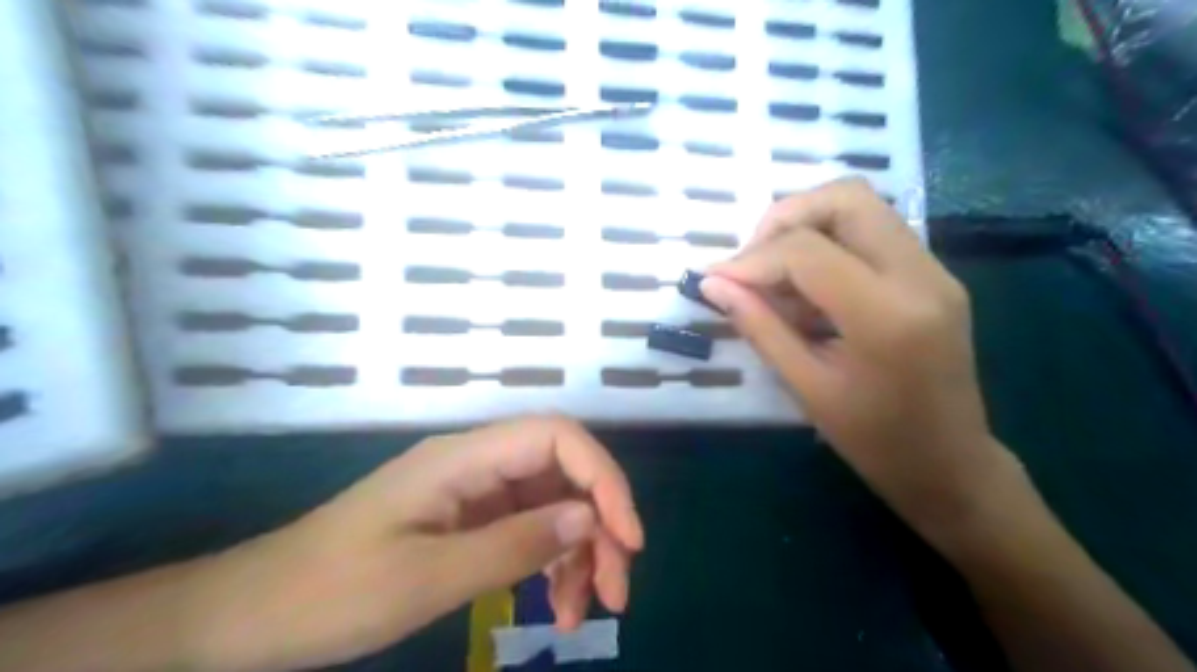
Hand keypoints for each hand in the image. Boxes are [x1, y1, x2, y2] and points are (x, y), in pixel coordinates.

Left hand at [182, 415, 640, 670]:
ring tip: (584, 612)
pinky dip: (550, 565)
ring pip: (552, 504)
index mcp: (464, 458)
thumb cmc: (327, 594)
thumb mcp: (426, 578)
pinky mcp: (469, 521)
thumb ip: (513, 545)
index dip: (602, 477)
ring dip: (579, 552)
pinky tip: (556, 607)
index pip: (557, 437)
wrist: (250, 615)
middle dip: (600, 524)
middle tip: (615, 590)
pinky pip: (528, 531)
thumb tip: (589, 519)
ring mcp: (474, 492)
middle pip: (563, 472)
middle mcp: (477, 464)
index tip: (627, 538)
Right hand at [702, 178, 1018, 535]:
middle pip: (846, 197)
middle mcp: (920, 276)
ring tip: (775, 274)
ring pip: (863, 206)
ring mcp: (935, 271)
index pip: (808, 251)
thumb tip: (713, 284)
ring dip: (807, 225)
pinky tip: (808, 286)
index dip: (753, 259)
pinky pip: (874, 232)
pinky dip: (831, 242)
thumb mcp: (806, 387)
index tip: (717, 279)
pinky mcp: (934, 275)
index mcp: (887, 315)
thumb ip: (759, 326)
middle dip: (785, 218)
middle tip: (753, 260)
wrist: (951, 464)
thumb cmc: (874, 441)